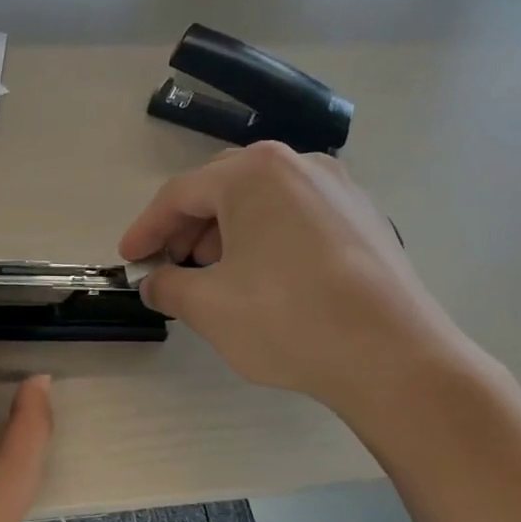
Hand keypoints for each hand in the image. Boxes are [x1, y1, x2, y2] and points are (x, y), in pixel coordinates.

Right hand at [119, 142, 481, 445]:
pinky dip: (266, 240)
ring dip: (226, 234)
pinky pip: (297, 219)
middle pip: (223, 190)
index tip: (128, 259)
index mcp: (255, 173)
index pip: (181, 194)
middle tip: (168, 265)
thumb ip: (168, 286)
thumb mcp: (208, 306)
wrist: (392, 356)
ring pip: (263, 203)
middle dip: (187, 229)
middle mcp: (300, 165)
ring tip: (213, 275)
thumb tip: (154, 283)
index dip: (147, 228)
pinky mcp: (365, 220)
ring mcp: (340, 190)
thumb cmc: (287, 319)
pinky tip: (263, 278)